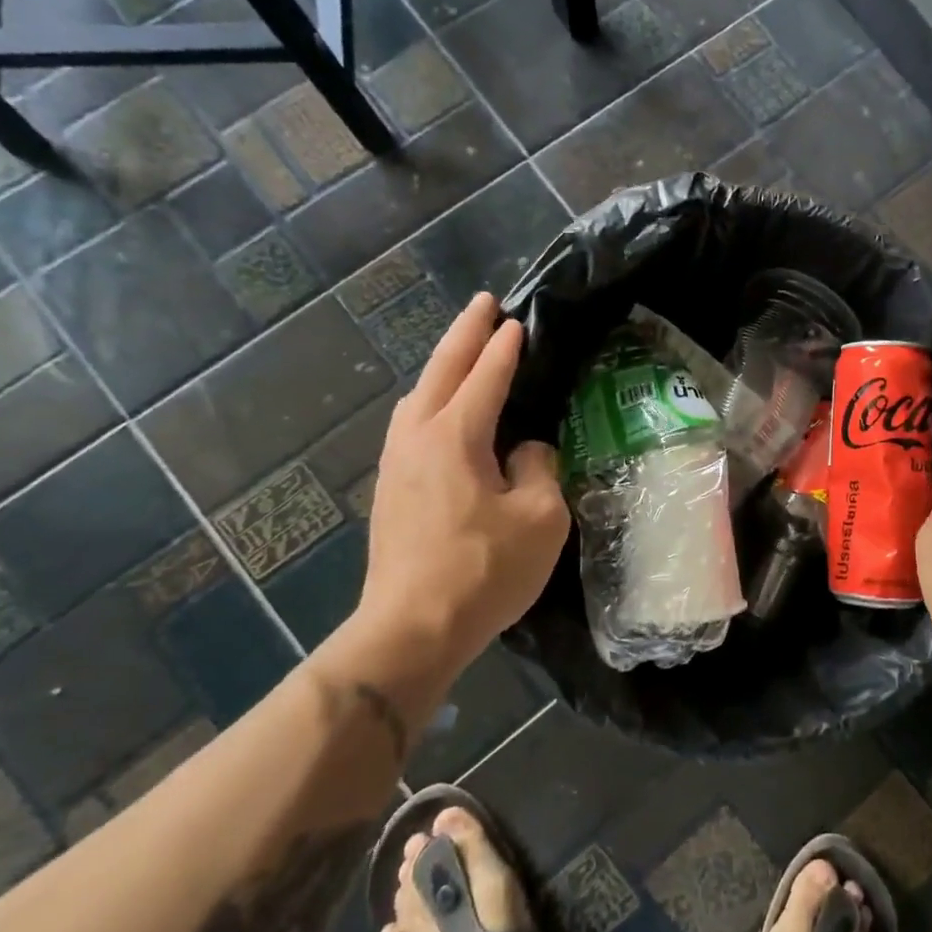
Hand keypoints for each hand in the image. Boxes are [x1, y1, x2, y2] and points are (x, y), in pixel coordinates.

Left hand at [350, 292, 570, 679]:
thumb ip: (540, 469)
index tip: (518, 321)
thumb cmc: (484, 570)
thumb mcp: (540, 517)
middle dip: (464, 334)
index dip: (505, 348)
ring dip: (443, 366)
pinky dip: (432, 399)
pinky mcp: (391, 490)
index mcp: (455, 436)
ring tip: (462, 349)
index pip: (486, 377)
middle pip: (441, 371)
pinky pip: (412, 424)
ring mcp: (396, 463)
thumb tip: (526, 451)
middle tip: (484, 303)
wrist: (412, 628)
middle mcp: (417, 438)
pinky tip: (440, 411)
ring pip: (418, 396)